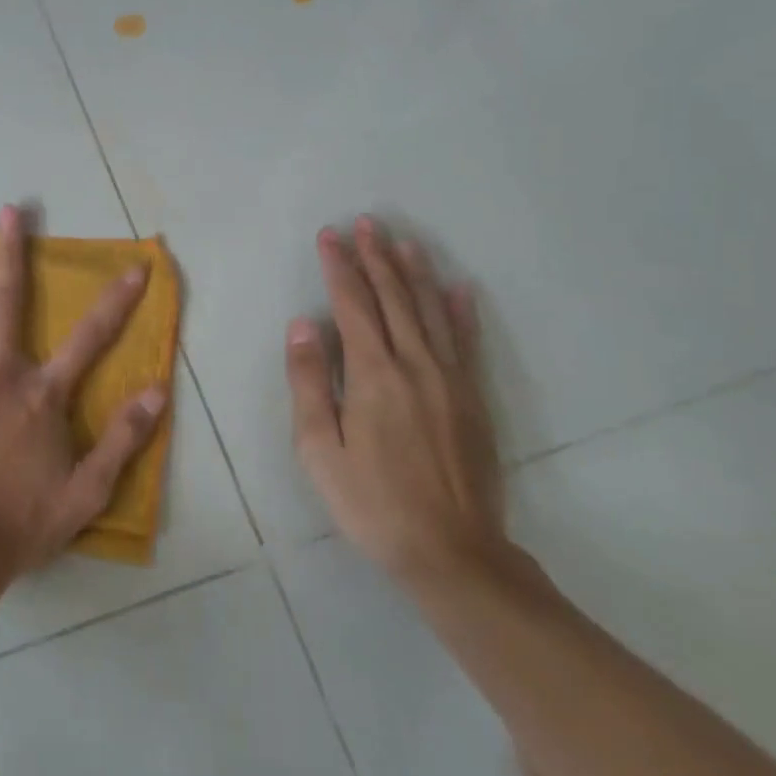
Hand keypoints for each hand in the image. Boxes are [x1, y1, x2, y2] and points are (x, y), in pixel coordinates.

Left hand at [0, 206, 167, 573]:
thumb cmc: (22, 521)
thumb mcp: (87, 491)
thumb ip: (123, 439)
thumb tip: (159, 391)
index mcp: (43, 395)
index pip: (90, 338)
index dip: (116, 301)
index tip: (135, 267)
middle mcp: (1, 372)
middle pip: (8, 301)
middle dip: (11, 252)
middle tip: (8, 210)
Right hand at [285, 216, 506, 585]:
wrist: (451, 552)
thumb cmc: (371, 502)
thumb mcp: (318, 448)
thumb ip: (309, 381)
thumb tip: (302, 325)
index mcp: (373, 374)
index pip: (352, 305)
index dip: (339, 267)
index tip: (329, 235)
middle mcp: (415, 364)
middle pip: (393, 298)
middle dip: (376, 257)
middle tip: (365, 223)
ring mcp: (450, 379)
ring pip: (429, 311)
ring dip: (414, 272)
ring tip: (403, 241)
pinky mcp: (473, 398)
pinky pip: (465, 341)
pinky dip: (459, 310)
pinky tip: (456, 288)